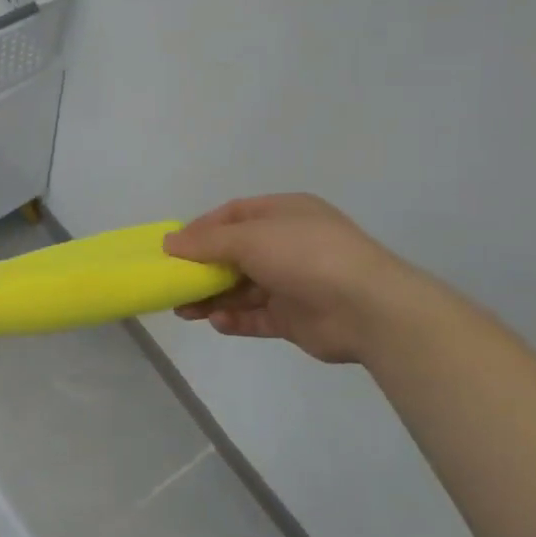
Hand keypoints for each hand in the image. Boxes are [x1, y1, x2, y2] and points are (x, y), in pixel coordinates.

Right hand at [164, 194, 422, 363]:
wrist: (366, 308)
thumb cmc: (305, 256)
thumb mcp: (250, 238)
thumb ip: (207, 242)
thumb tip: (169, 242)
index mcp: (284, 214)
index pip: (234, 216)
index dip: (201, 229)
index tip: (173, 248)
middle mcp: (288, 244)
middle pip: (235, 254)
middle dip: (202, 269)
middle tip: (173, 284)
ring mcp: (293, 282)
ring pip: (242, 288)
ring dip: (212, 297)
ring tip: (184, 310)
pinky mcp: (295, 317)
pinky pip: (257, 316)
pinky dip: (235, 319)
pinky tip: (217, 322)